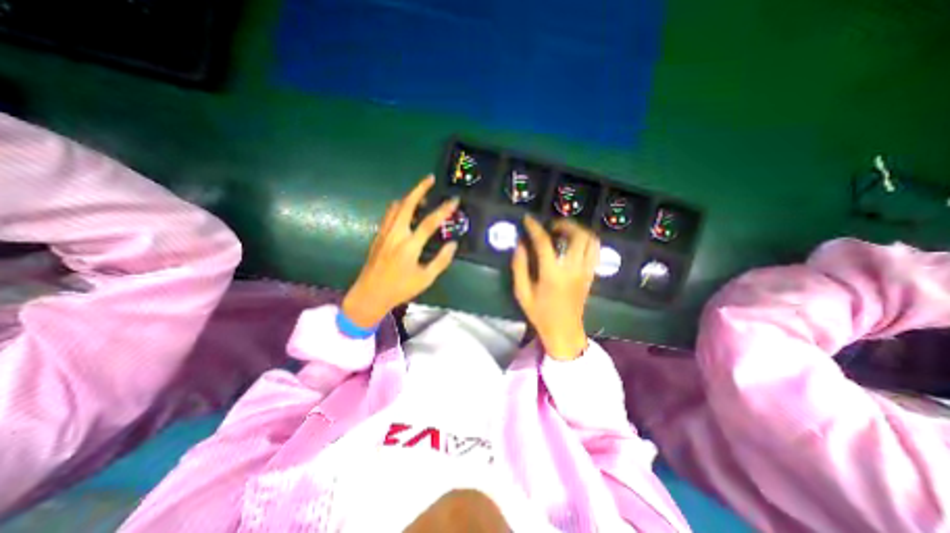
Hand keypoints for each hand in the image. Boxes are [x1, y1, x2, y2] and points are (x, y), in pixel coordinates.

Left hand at [341, 176, 459, 324]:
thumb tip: (453, 244)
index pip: (429, 222)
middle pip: (407, 204)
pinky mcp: (378, 236)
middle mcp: (396, 234)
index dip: (443, 210)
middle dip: (419, 188)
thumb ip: (441, 260)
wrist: (369, 295)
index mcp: (409, 246)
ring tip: (421, 195)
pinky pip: (389, 215)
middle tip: (429, 179)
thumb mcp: (425, 279)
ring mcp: (385, 233)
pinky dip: (399, 207)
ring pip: (396, 207)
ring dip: (408, 197)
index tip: (454, 200)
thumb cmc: (399, 289)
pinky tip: (406, 211)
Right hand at [513, 217, 591, 361]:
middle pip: (577, 235)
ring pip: (591, 240)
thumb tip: (520, 244)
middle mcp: (573, 269)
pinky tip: (574, 243)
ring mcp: (585, 271)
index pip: (544, 242)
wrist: (564, 331)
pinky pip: (595, 251)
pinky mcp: (591, 275)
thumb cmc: (540, 313)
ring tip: (564, 232)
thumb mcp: (522, 292)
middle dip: (564, 224)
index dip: (534, 227)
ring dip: (578, 230)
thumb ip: (519, 266)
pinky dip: (586, 241)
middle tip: (551, 226)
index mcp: (552, 274)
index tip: (528, 219)